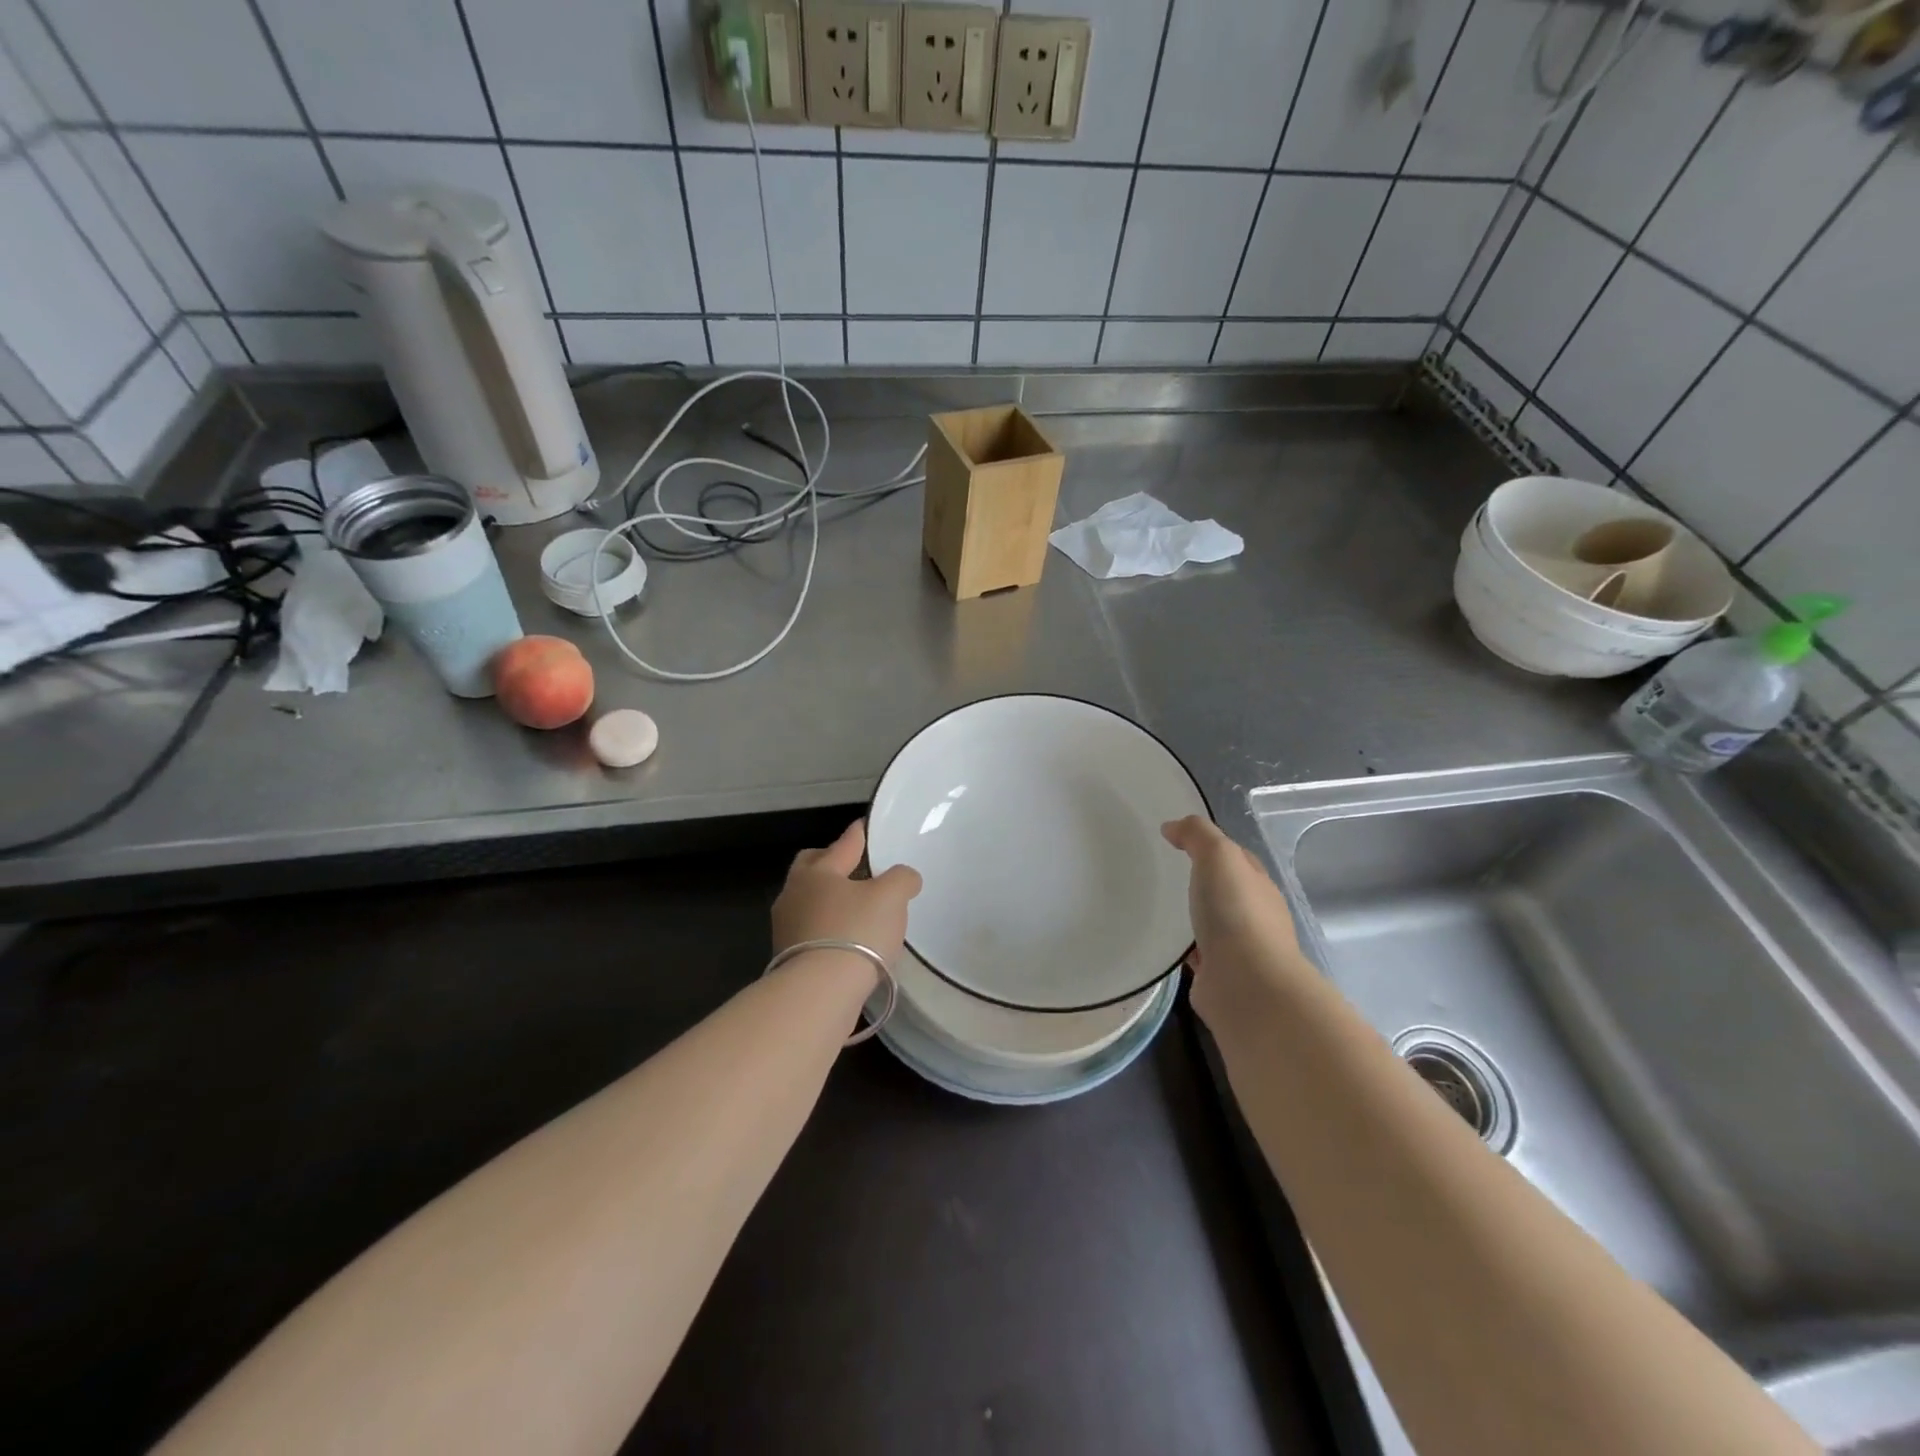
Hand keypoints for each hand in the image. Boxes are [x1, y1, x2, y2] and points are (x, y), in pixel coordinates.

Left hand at [771, 820, 921, 971]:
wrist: (819, 994)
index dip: (858, 835)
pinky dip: (828, 929)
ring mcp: (786, 928)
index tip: (865, 827)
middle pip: (812, 868)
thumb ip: (901, 879)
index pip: (842, 844)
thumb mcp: (892, 897)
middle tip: (855, 867)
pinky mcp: (787, 959)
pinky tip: (847, 940)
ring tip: (856, 908)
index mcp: (817, 871)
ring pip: (809, 901)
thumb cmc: (856, 932)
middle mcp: (794, 894)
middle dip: (831, 863)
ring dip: (829, 900)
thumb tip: (904, 878)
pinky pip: (811, 931)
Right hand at [1161, 815, 1305, 1031]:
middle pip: (1227, 891)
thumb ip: (1198, 835)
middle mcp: (1254, 916)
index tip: (1177, 840)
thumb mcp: (1219, 857)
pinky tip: (1163, 943)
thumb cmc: (1236, 913)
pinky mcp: (1219, 976)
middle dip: (1204, 882)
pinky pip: (1198, 954)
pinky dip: (1185, 947)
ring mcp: (1239, 949)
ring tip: (1160, 908)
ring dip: (1194, 917)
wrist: (1246, 985)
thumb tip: (1172, 827)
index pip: (1237, 859)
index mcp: (1258, 885)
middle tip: (1165, 873)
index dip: (1212, 846)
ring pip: (1212, 924)